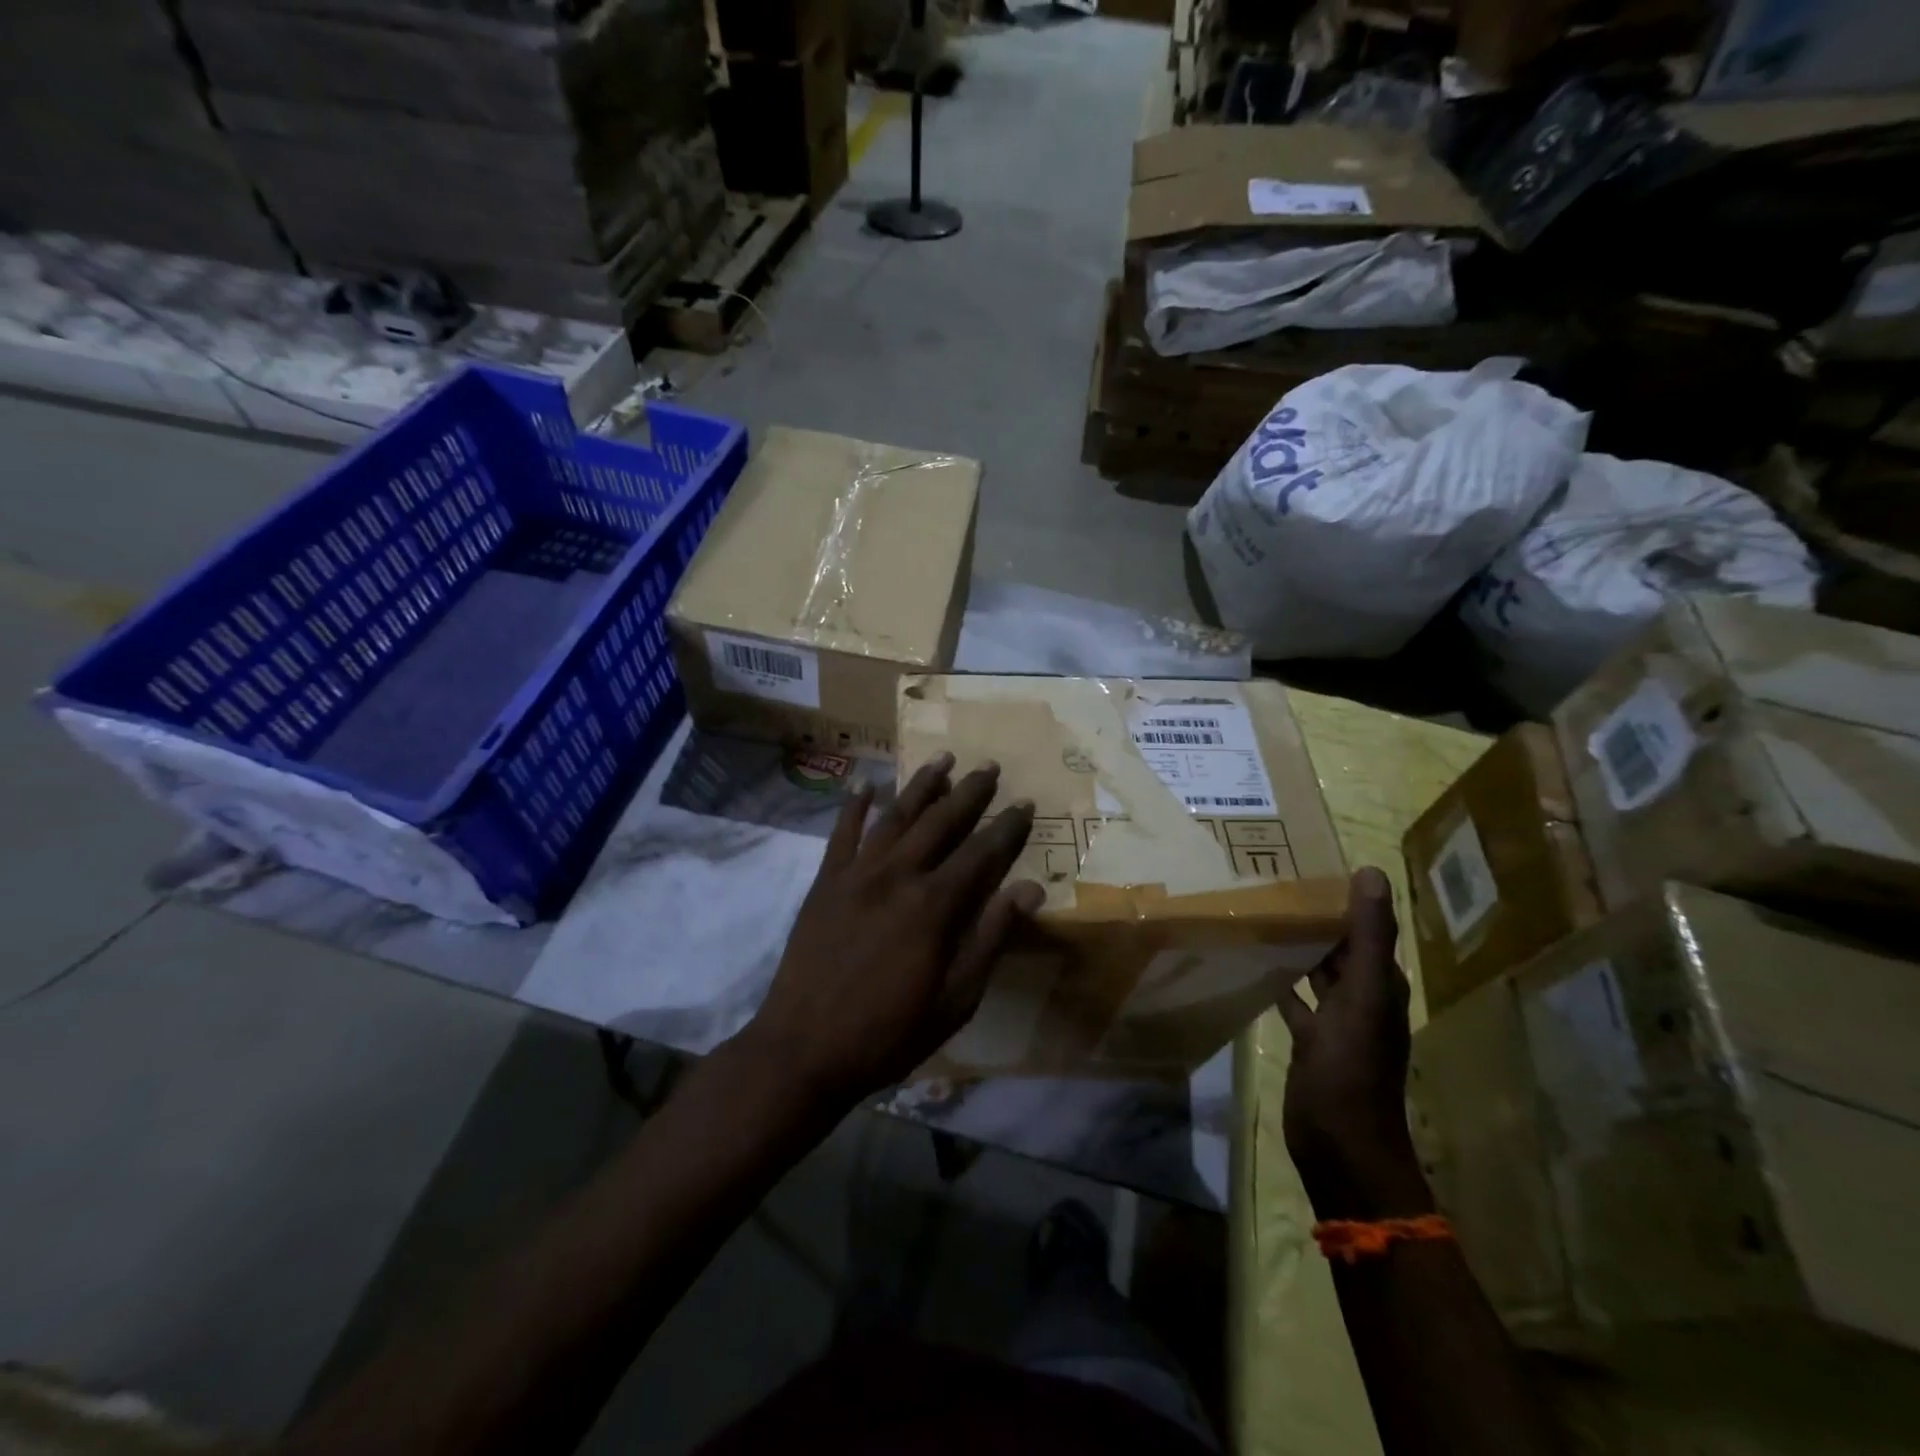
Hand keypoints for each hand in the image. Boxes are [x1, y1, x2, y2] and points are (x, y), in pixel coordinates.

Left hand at [742, 754, 1042, 1111]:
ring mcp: (856, 874)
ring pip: (895, 816)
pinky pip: (842, 833)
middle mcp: (897, 875)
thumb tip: (1031, 889)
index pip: (981, 853)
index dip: (1007, 827)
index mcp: (934, 905)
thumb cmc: (888, 1033)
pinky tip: (865, 784)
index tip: (1025, 802)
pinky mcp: (825, 882)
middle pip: (940, 822)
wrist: (803, 1049)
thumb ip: (991, 939)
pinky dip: (854, 805)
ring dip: (921, 785)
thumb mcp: (955, 1000)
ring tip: (942, 759)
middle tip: (989, 767)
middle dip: (969, 792)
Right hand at [1276, 867, 1431, 1219]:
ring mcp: (1334, 1021)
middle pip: (1340, 946)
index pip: (1366, 928)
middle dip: (1316, 916)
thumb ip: (1369, 937)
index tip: (1307, 865)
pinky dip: (1279, 979)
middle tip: (1273, 881)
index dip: (1344, 898)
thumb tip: (1371, 872)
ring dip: (1297, 945)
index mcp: (1381, 984)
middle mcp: (1362, 997)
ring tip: (1261, 911)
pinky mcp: (1309, 1039)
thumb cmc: (1352, 1067)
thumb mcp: (1364, 996)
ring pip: (1317, 970)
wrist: (1338, 1143)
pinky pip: (1294, 998)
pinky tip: (1254, 961)